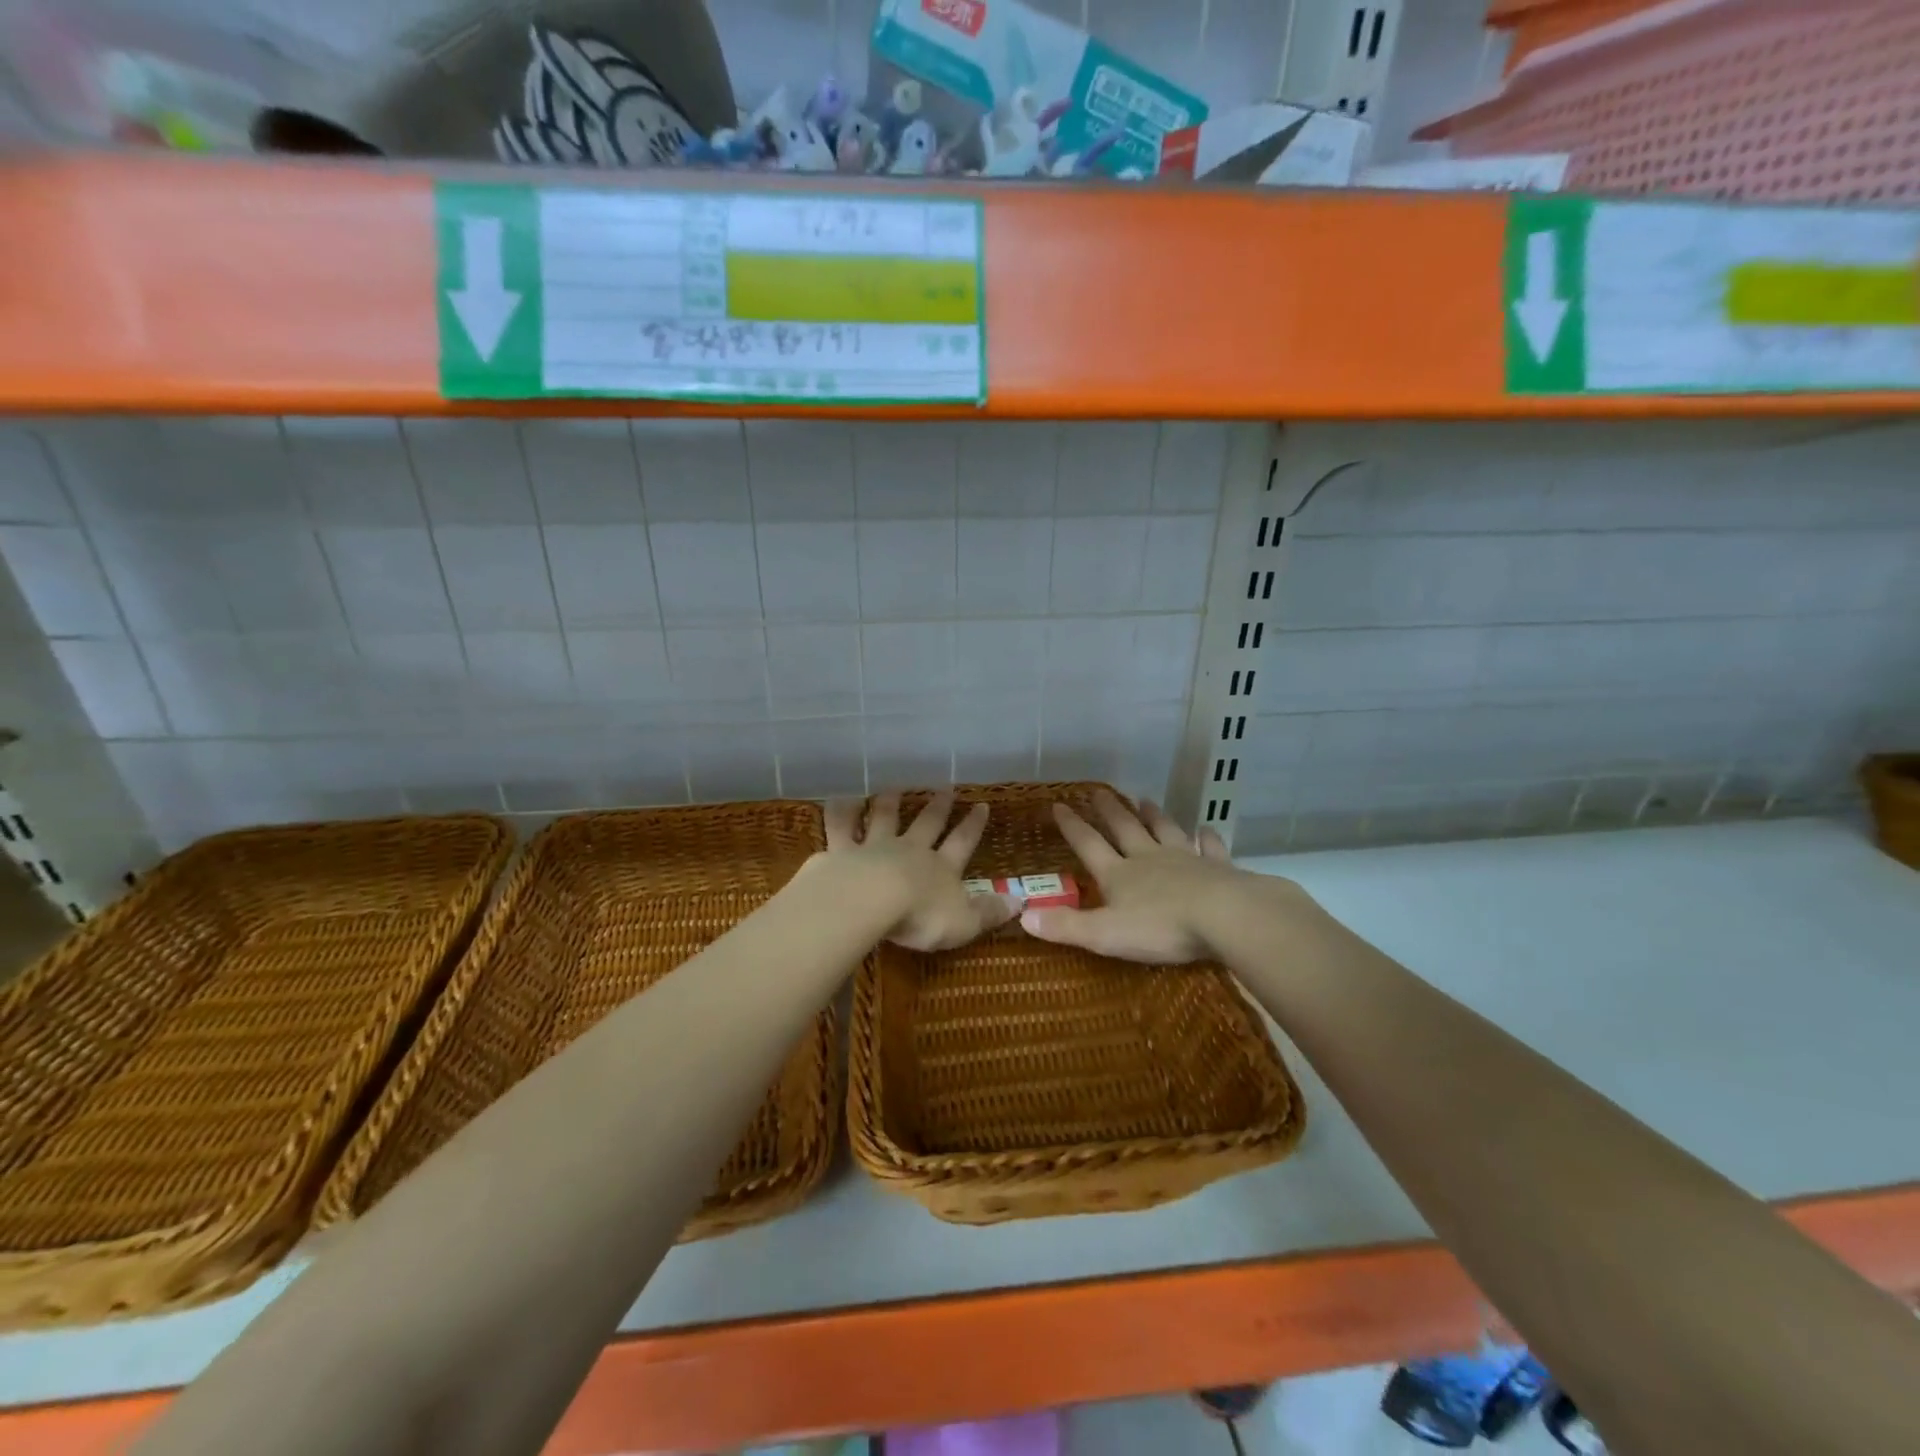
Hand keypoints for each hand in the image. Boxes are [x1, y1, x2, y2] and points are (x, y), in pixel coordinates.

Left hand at [819, 791, 1015, 951]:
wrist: (870, 900)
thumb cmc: (920, 916)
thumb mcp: (963, 922)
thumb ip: (989, 912)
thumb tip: (1021, 902)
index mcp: (940, 869)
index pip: (962, 843)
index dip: (972, 826)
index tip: (982, 805)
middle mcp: (909, 851)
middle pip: (925, 824)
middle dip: (937, 807)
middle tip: (944, 788)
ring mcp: (874, 847)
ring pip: (883, 818)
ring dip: (889, 802)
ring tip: (893, 788)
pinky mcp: (842, 852)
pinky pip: (841, 827)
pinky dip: (840, 812)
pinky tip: (839, 798)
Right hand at [1022, 790, 1247, 963]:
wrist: (1225, 916)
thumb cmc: (1161, 928)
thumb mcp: (1105, 934)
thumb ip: (1066, 926)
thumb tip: (1022, 916)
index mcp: (1119, 875)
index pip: (1088, 845)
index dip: (1072, 826)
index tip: (1058, 804)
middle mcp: (1148, 859)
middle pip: (1125, 829)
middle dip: (1109, 811)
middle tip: (1099, 791)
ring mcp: (1185, 860)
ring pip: (1165, 831)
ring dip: (1154, 815)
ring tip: (1145, 799)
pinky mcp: (1218, 868)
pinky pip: (1210, 848)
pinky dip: (1207, 838)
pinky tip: (1206, 829)